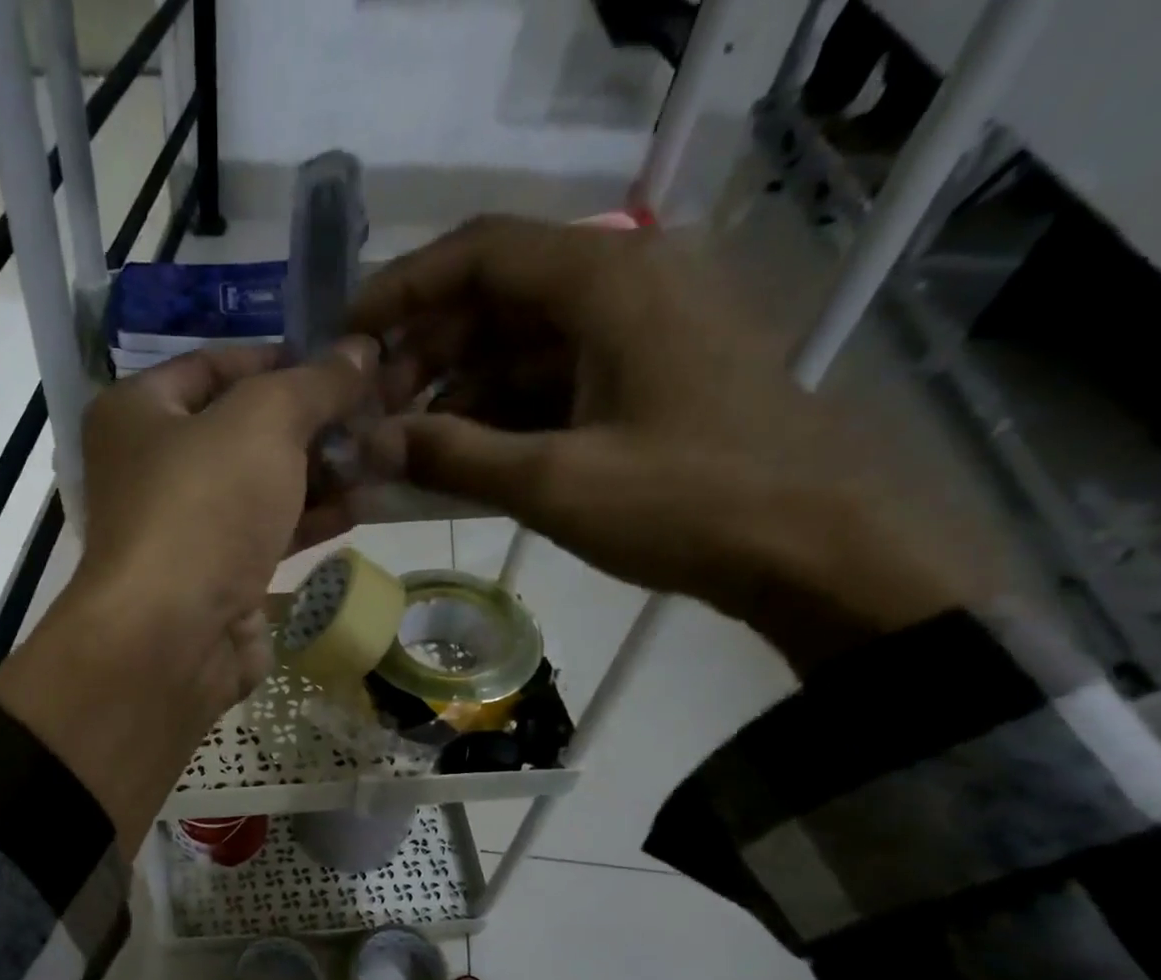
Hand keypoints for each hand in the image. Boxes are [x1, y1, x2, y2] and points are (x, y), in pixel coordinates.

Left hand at [74, 339, 378, 708]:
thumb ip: (315, 383)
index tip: (344, 363)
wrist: (173, 637)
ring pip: (260, 487)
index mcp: (137, 412)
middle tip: (377, 411)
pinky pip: (267, 535)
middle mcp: (152, 467)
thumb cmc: (204, 507)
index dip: (282, 358)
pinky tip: (363, 505)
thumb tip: (361, 350)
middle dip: (312, 422)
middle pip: (242, 429)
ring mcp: (184, 529)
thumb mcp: (264, 421)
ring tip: (384, 454)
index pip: (215, 364)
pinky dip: (310, 520)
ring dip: (321, 472)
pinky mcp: (214, 579)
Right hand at [350, 215, 989, 670]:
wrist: (814, 545)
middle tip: (374, 415)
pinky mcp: (646, 377)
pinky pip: (552, 379)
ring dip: (459, 390)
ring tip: (407, 448)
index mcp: (608, 281)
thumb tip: (367, 444)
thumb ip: (453, 457)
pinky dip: (502, 414)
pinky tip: (463, 459)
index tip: (347, 338)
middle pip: (497, 297)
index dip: (403, 289)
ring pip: (521, 343)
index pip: (480, 252)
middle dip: (426, 353)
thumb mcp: (555, 482)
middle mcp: (625, 285)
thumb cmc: (687, 503)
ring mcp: (639, 332)